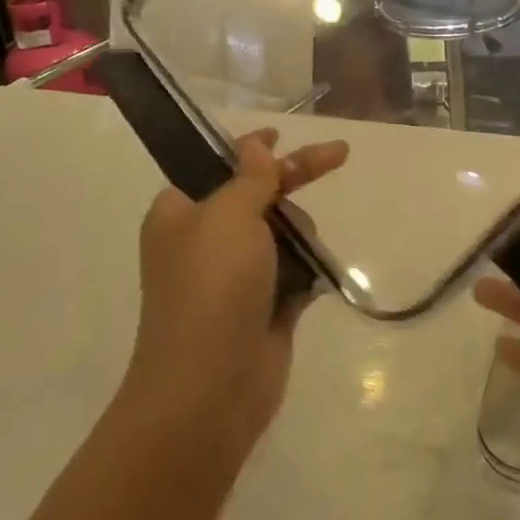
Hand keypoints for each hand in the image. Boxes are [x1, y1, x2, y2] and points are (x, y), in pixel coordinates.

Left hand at [126, 129, 348, 467]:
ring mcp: (235, 277)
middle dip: (293, 180)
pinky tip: (315, 272)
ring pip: (280, 234)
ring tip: (302, 251)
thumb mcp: (228, 215)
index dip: (250, 148)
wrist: (211, 386)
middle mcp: (204, 241)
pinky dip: (307, 268)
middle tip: (339, 156)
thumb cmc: (212, 286)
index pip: (216, 166)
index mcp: (180, 214)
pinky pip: (294, 271)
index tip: (281, 133)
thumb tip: (254, 146)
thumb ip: (250, 177)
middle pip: (257, 195)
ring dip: (299, 232)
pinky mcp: (264, 307)